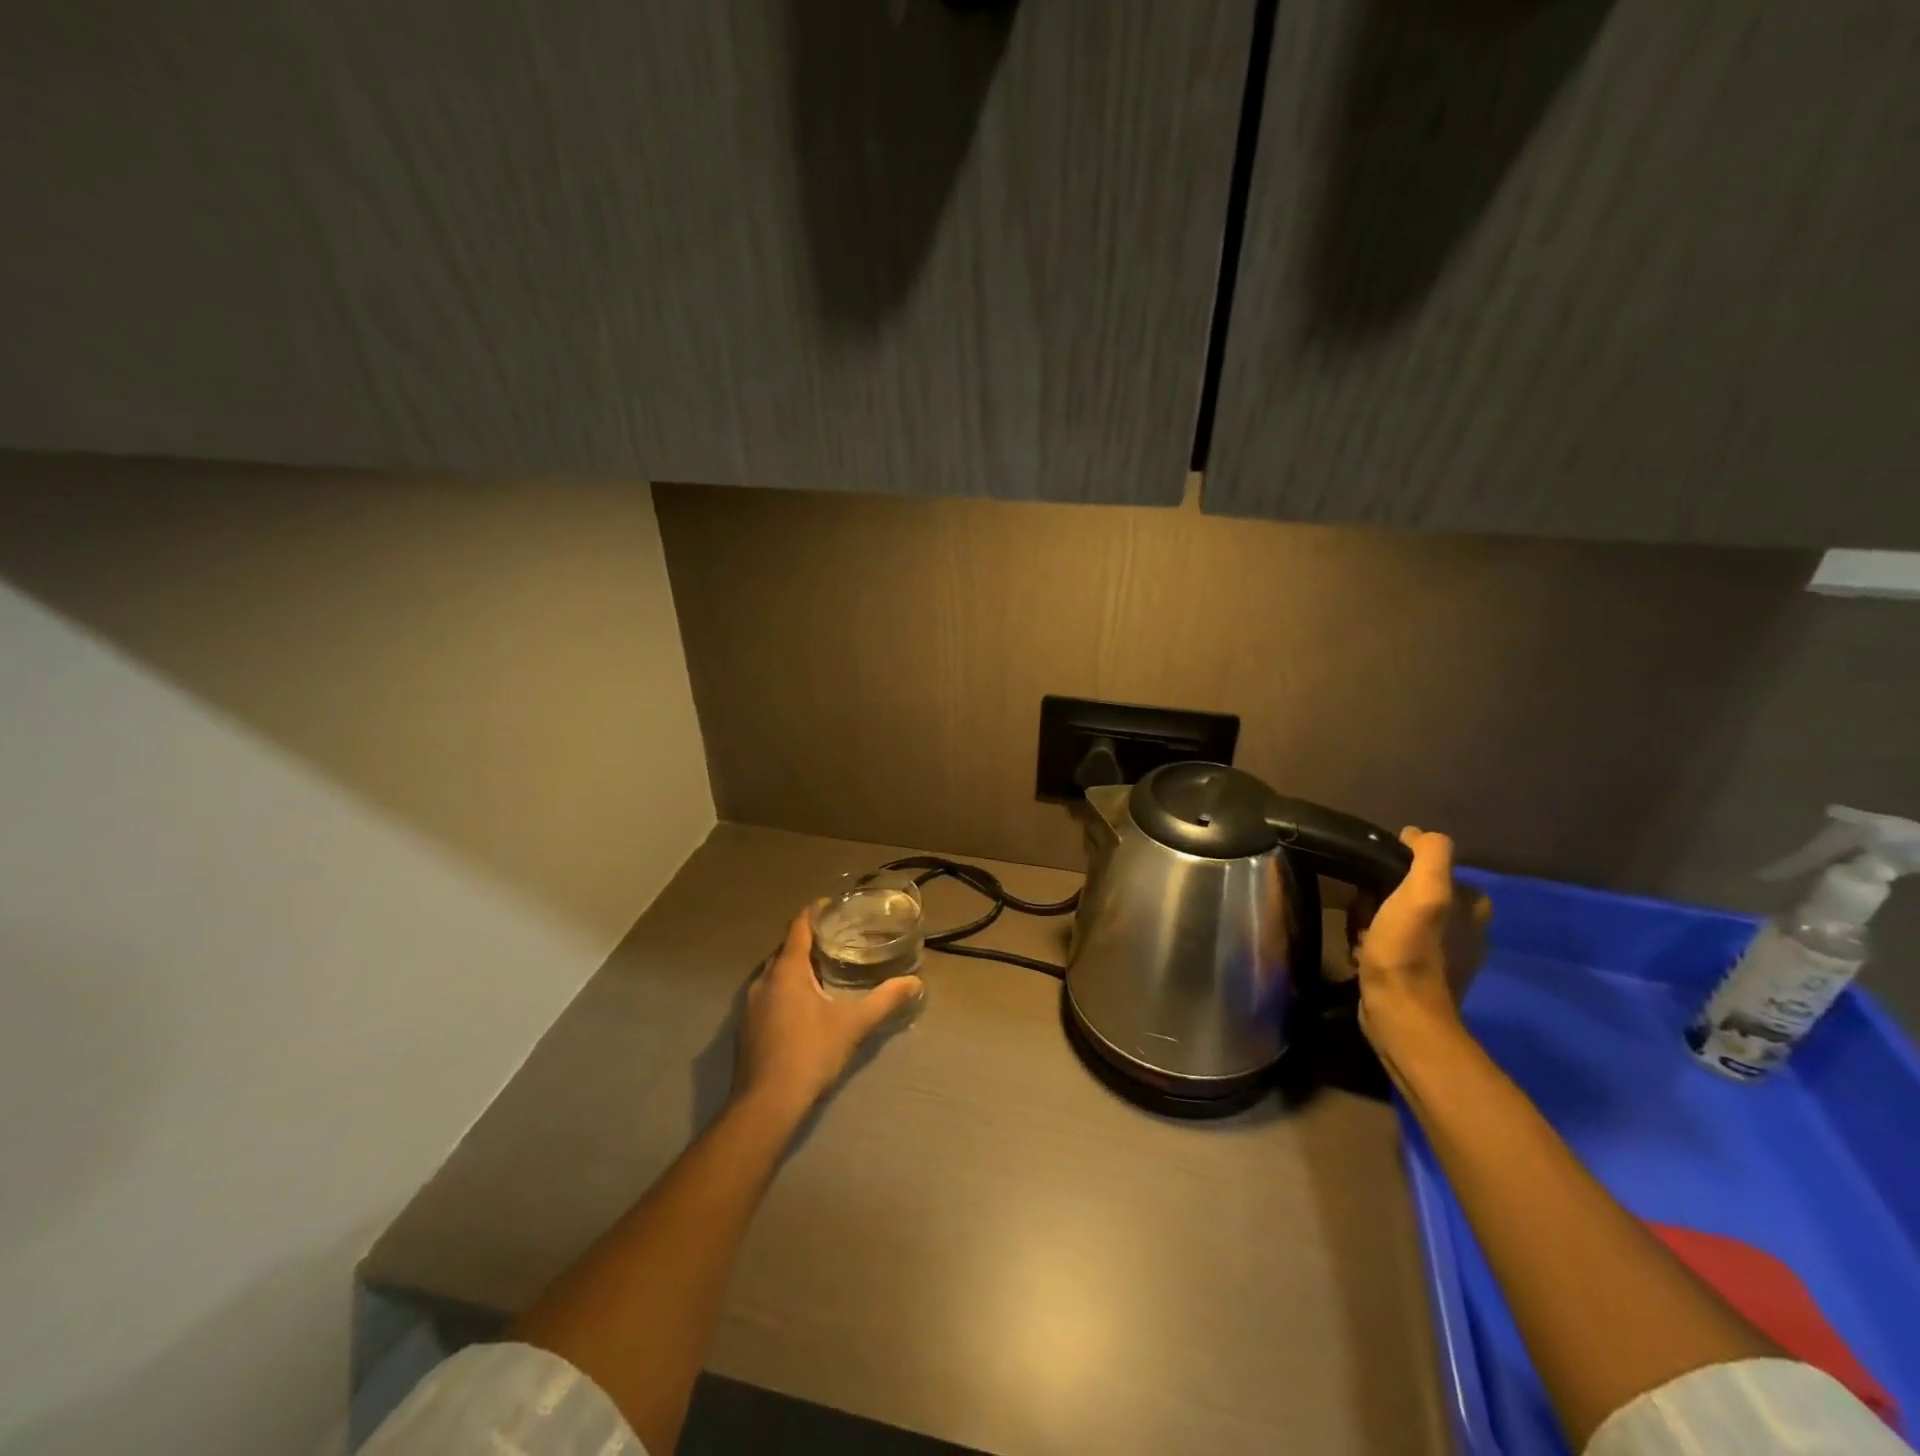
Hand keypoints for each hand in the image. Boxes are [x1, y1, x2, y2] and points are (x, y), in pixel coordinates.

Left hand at [733, 907, 923, 1117]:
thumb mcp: (854, 1025)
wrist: (766, 1104)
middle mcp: (763, 980)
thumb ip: (884, 1000)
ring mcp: (750, 1005)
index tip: (832, 906)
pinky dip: (785, 989)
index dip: (814, 912)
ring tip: (823, 968)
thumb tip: (915, 983)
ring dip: (795, 967)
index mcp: (787, 970)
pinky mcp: (746, 1028)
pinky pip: (767, 994)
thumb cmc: (811, 1053)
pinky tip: (803, 1005)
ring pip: (774, 973)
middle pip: (785, 948)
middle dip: (808, 940)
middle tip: (836, 938)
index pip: (798, 926)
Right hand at [1354, 828, 1489, 1067]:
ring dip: (1373, 921)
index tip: (1378, 875)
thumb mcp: (1424, 892)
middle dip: (1381, 897)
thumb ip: (1430, 855)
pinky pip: (1391, 945)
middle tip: (1365, 908)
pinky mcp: (1418, 977)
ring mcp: (1442, 957)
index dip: (1403, 868)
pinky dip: (1373, 945)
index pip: (1435, 869)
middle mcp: (1464, 930)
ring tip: (1359, 932)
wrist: (1400, 1015)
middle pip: (1411, 894)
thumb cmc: (1409, 951)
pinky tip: (1360, 952)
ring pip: (1397, 918)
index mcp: (1471, 908)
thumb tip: (1415, 834)